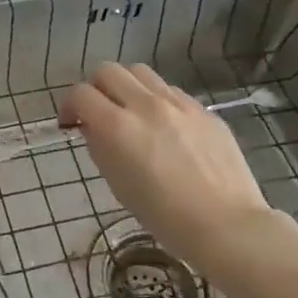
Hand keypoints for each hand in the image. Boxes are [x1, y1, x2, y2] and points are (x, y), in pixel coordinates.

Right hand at [61, 63, 279, 277]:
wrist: (227, 226)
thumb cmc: (165, 217)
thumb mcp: (118, 184)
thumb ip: (100, 147)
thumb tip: (93, 127)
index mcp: (118, 127)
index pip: (80, 93)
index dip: (69, 105)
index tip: (71, 123)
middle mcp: (146, 105)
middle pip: (108, 71)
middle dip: (95, 88)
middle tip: (98, 111)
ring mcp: (178, 104)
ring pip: (140, 72)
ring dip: (126, 86)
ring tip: (131, 111)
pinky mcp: (203, 110)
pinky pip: (170, 90)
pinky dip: (156, 99)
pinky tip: (164, 126)